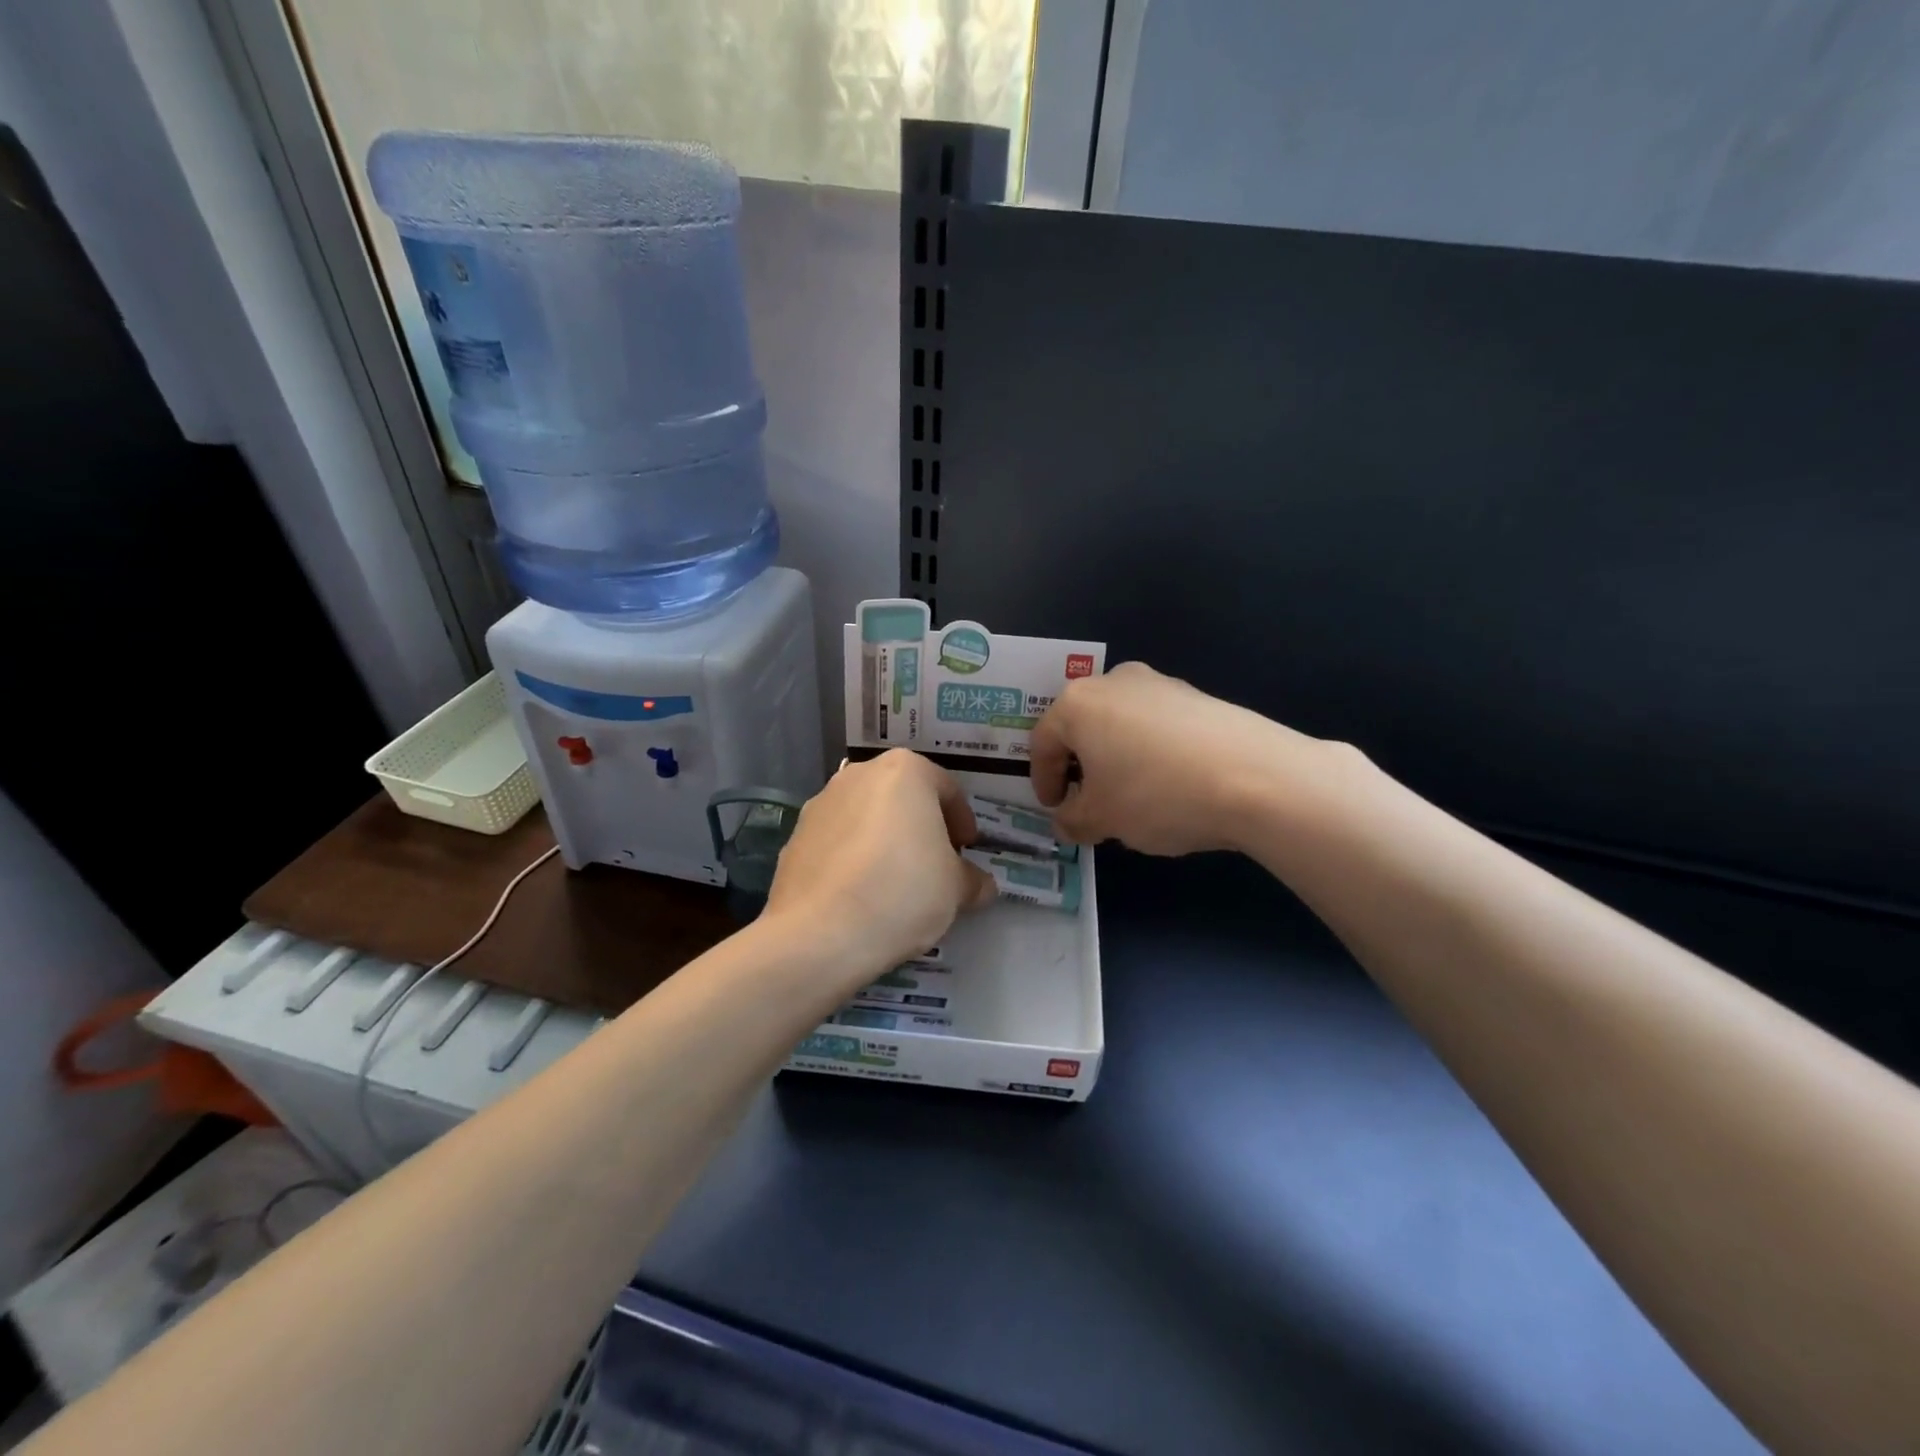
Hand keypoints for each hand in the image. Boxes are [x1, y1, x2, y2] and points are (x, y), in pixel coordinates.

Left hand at [763, 750, 995, 983]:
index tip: (967, 850)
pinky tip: (860, 893)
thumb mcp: (955, 890)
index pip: (947, 789)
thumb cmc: (902, 892)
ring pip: (866, 816)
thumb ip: (972, 880)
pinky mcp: (795, 836)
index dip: (963, 822)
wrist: (819, 933)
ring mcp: (821, 803)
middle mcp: (859, 774)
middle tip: (935, 863)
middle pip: (903, 797)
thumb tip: (980, 885)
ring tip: (895, 881)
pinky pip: (837, 841)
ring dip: (884, 840)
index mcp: (905, 771)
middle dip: (921, 826)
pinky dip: (853, 857)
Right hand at [1031, 662, 1341, 855]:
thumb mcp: (1103, 819)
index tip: (1055, 808)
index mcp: (1078, 704)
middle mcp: (1115, 682)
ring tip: (1131, 797)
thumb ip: (1073, 820)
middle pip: (1082, 727)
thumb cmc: (1157, 794)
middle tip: (1089, 802)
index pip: (1042, 743)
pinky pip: (1157, 725)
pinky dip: (1150, 752)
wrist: (1256, 777)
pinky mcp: (1198, 696)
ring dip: (1116, 758)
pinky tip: (1169, 784)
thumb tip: (1067, 820)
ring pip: (1120, 724)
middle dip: (1080, 767)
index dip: (1043, 781)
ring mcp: (1160, 684)